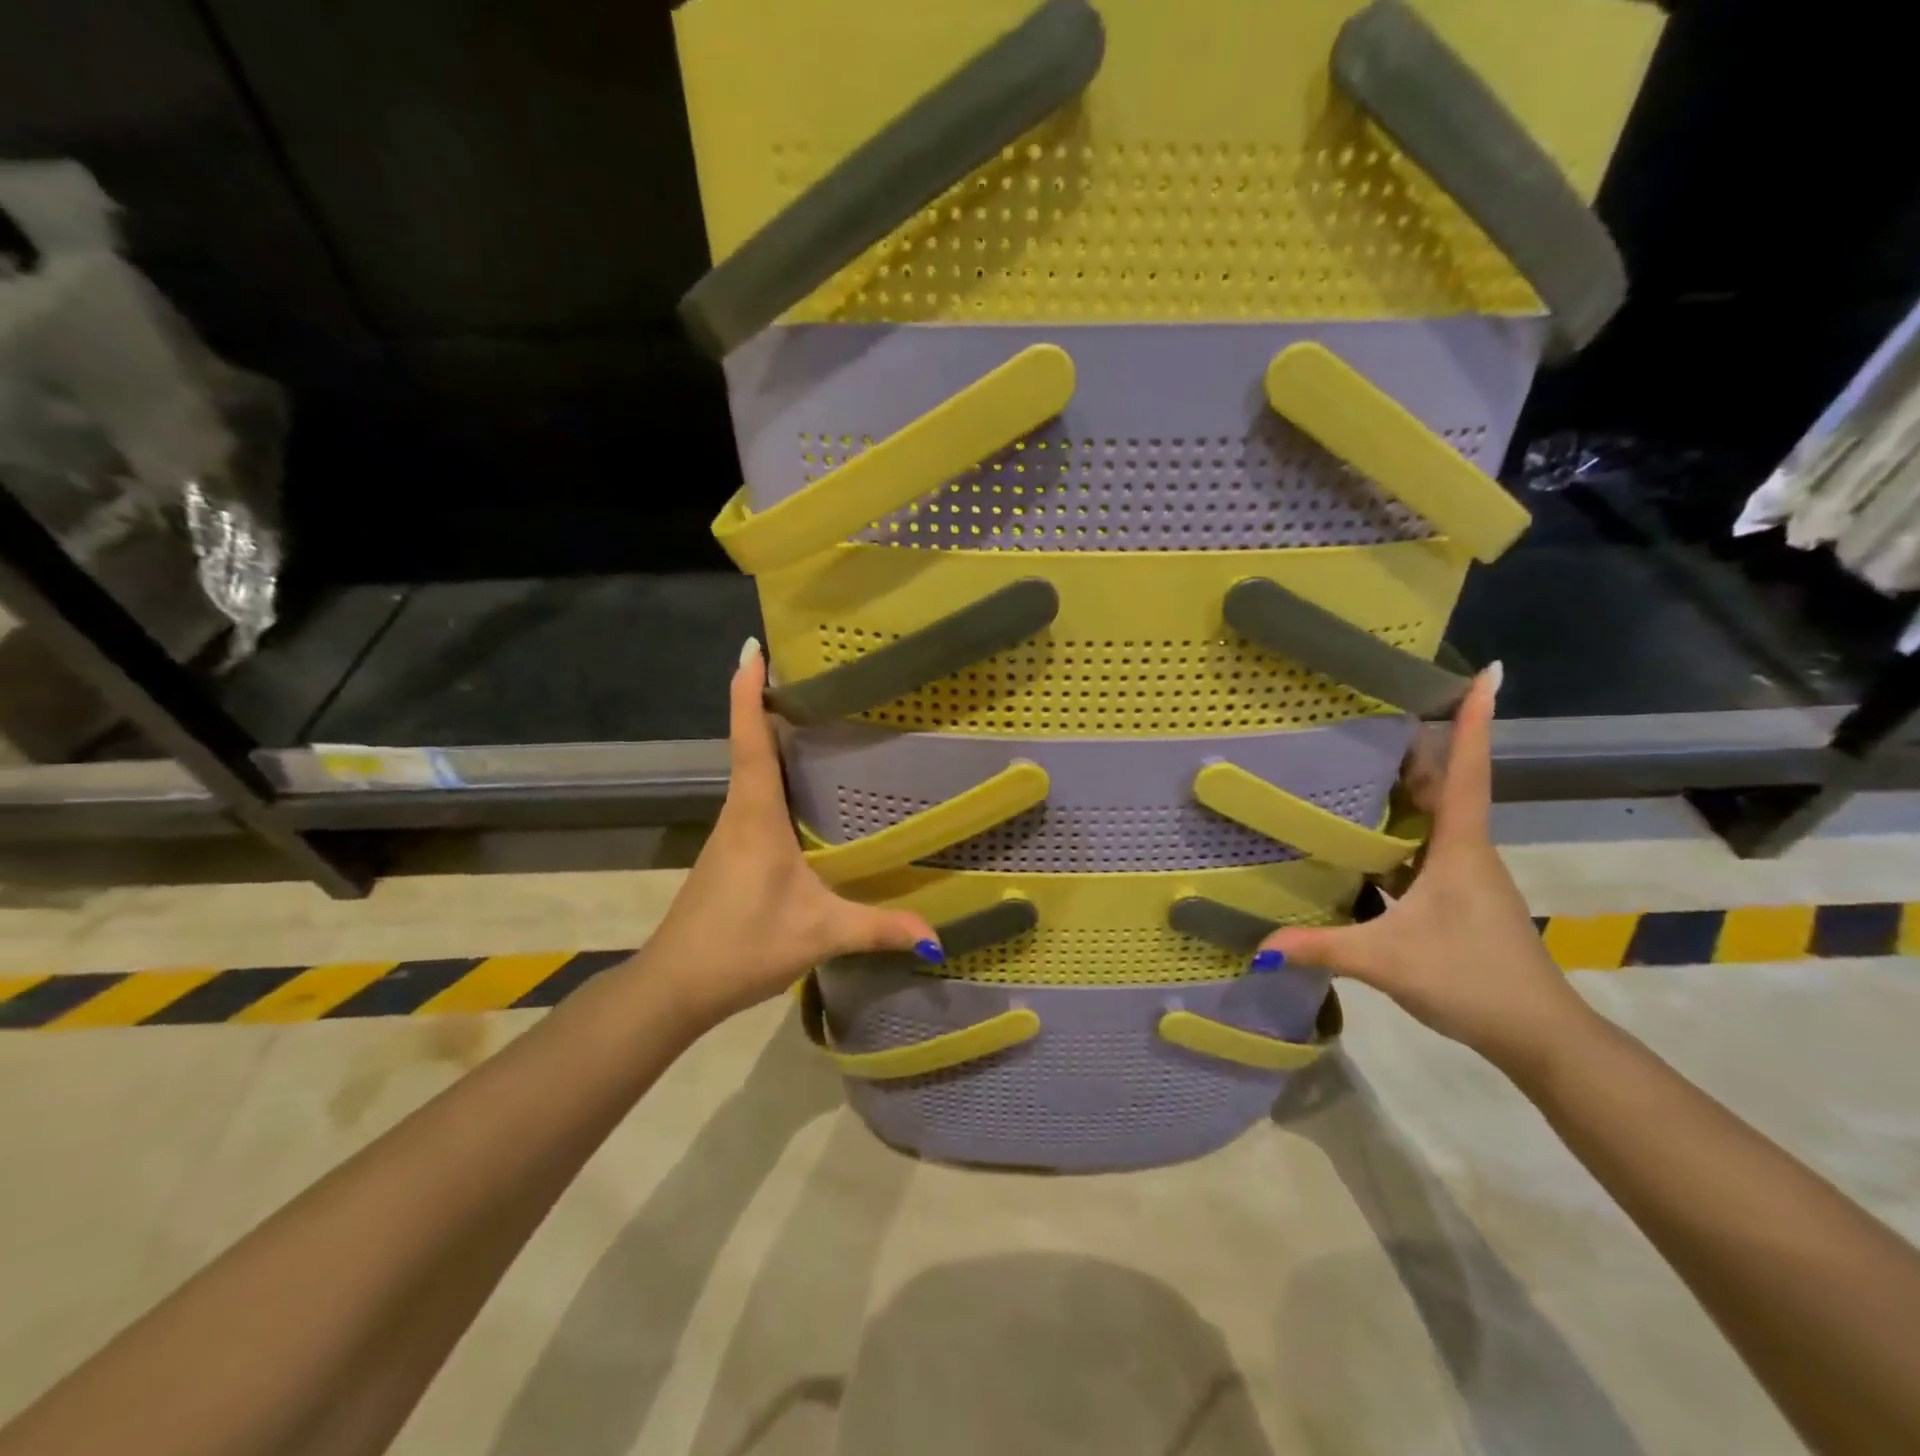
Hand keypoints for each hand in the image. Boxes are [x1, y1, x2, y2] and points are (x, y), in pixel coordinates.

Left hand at [641, 639, 938, 1027]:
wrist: (674, 985)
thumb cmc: (742, 944)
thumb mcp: (819, 934)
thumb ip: (877, 928)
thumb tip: (936, 935)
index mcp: (756, 814)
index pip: (750, 739)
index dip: (748, 692)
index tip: (752, 649)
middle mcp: (739, 812)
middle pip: (752, 744)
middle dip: (772, 704)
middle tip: (817, 675)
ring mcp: (731, 833)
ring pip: (753, 772)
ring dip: (775, 740)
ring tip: (822, 720)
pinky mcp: (731, 852)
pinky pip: (756, 799)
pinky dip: (776, 778)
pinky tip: (807, 791)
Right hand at [1256, 666, 1591, 1073]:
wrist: (1539, 1036)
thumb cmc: (1473, 979)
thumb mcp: (1389, 961)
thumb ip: (1322, 947)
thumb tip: (1258, 946)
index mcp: (1461, 848)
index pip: (1466, 772)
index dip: (1474, 721)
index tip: (1487, 672)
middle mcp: (1466, 852)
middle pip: (1442, 785)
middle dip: (1417, 746)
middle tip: (1373, 711)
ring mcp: (1463, 876)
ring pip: (1431, 819)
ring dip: (1403, 790)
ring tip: (1355, 763)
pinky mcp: (1456, 900)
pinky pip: (1421, 851)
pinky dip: (1394, 836)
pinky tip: (1357, 842)